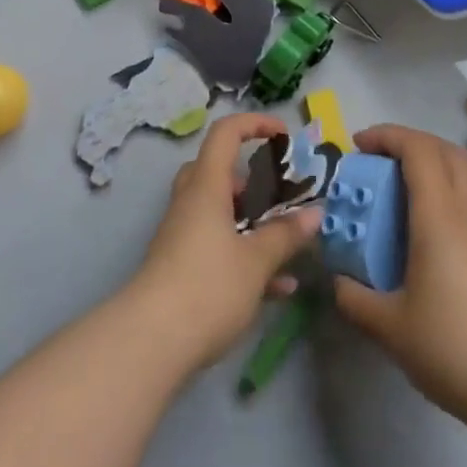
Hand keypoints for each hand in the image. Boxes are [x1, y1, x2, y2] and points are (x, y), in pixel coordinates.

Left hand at [128, 113, 322, 372]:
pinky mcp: (181, 266)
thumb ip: (286, 235)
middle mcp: (191, 203)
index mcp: (206, 187)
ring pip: (219, 212)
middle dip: (252, 181)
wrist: (151, 342)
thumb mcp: (256, 261)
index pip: (225, 134)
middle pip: (217, 172)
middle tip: (280, 197)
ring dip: (253, 223)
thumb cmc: (207, 286)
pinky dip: (245, 256)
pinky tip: (279, 288)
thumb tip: (315, 214)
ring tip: (288, 243)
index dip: (254, 124)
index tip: (283, 135)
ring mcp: (182, 235)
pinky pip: (217, 246)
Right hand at [332, 124, 466, 433]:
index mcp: (438, 218)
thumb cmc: (453, 347)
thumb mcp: (389, 327)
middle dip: (407, 143)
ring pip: (457, 177)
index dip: (386, 136)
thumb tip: (338, 280)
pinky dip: (432, 199)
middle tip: (374, 160)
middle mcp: (463, 216)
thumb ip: (354, 298)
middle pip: (445, 152)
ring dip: (422, 170)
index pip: (418, 150)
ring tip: (387, 196)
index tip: (356, 146)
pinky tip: (410, 237)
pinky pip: (459, 206)